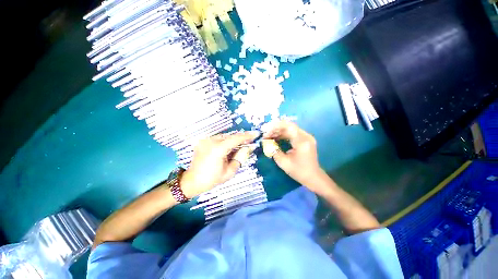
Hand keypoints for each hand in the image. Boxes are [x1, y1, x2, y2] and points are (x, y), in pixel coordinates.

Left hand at [180, 131, 259, 197]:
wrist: (192, 181)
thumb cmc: (212, 179)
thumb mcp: (230, 171)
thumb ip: (240, 157)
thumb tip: (249, 147)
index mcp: (217, 149)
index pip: (236, 139)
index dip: (247, 136)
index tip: (256, 134)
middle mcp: (211, 141)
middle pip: (230, 136)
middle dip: (241, 138)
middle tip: (250, 141)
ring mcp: (205, 140)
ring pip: (225, 137)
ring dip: (234, 140)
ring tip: (241, 146)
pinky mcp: (203, 141)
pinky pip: (218, 139)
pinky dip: (226, 142)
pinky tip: (230, 148)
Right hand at [263, 121, 325, 192]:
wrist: (313, 177)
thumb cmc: (299, 171)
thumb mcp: (283, 162)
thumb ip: (273, 151)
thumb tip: (266, 142)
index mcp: (302, 141)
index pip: (288, 126)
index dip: (275, 127)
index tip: (265, 132)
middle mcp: (305, 136)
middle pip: (288, 126)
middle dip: (275, 129)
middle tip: (265, 135)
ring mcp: (306, 137)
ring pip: (290, 129)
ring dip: (278, 132)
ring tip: (269, 137)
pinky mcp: (305, 139)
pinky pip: (292, 133)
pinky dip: (283, 134)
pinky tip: (276, 138)